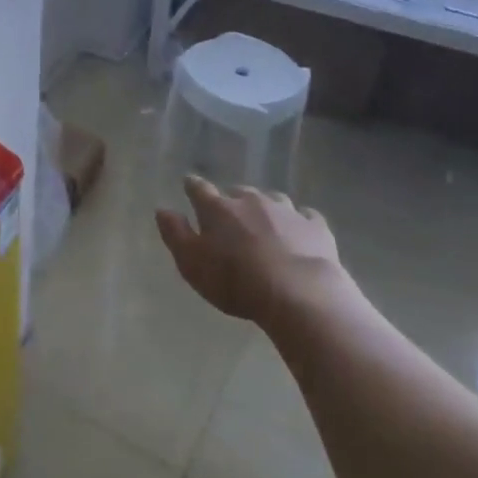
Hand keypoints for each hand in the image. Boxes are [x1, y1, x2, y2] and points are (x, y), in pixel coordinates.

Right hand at [156, 176, 348, 328]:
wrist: (299, 293)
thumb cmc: (235, 280)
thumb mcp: (192, 264)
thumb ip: (176, 234)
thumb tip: (162, 210)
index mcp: (218, 209)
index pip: (199, 189)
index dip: (192, 186)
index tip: (189, 184)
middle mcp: (251, 200)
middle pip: (238, 192)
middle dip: (232, 200)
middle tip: (231, 216)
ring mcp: (286, 210)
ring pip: (272, 200)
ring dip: (266, 208)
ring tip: (265, 223)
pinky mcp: (315, 226)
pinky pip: (306, 215)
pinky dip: (300, 221)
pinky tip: (300, 231)